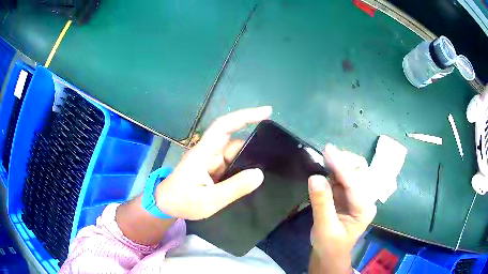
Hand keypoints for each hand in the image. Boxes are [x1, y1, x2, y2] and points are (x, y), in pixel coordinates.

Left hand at [155, 107, 271, 219]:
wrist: (166, 205)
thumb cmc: (182, 201)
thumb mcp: (209, 200)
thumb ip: (234, 188)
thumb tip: (259, 174)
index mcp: (204, 153)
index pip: (225, 126)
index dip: (245, 116)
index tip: (267, 111)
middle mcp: (208, 152)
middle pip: (234, 142)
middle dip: (253, 147)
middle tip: (275, 158)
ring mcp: (210, 161)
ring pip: (234, 154)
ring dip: (248, 161)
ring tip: (267, 171)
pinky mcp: (212, 169)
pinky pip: (231, 164)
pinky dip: (242, 168)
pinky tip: (252, 178)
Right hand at [308, 145, 376, 273]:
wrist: (329, 254)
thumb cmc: (329, 245)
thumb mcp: (325, 227)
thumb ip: (321, 203)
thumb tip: (315, 177)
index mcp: (365, 209)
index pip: (354, 183)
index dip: (341, 167)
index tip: (328, 150)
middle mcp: (365, 198)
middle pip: (358, 172)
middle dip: (344, 161)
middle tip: (326, 152)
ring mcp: (356, 196)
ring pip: (350, 172)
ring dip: (338, 163)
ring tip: (324, 155)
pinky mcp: (347, 195)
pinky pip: (342, 178)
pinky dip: (333, 170)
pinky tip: (325, 165)